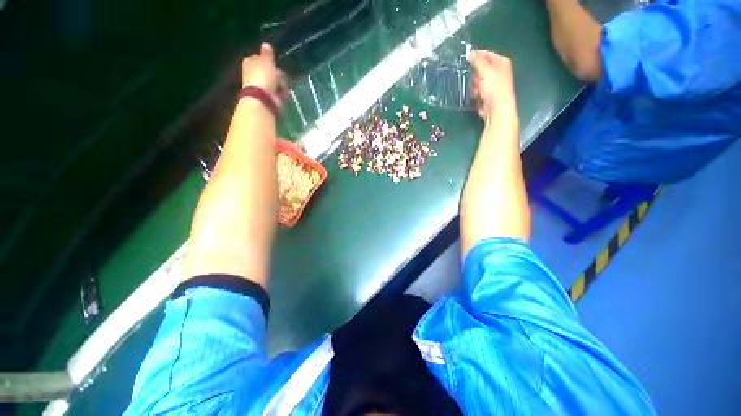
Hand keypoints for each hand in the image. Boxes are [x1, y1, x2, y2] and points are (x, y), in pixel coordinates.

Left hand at [242, 43, 285, 106]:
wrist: (263, 99)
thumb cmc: (263, 76)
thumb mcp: (266, 60)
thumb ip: (267, 53)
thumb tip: (266, 44)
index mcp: (250, 62)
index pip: (259, 58)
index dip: (268, 60)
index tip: (275, 63)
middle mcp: (253, 74)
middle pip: (268, 71)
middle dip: (276, 74)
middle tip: (281, 75)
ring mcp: (261, 87)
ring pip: (275, 83)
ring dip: (281, 84)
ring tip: (282, 86)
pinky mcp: (269, 98)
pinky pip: (278, 93)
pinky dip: (282, 93)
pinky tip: (283, 94)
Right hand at [467, 50, 516, 120]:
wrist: (496, 108)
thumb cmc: (494, 86)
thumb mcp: (484, 70)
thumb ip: (476, 60)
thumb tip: (469, 53)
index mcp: (501, 62)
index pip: (487, 54)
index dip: (476, 55)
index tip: (466, 58)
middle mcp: (498, 71)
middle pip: (481, 68)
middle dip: (475, 75)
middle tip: (475, 79)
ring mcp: (493, 84)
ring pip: (477, 80)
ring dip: (474, 85)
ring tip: (477, 90)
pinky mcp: (487, 94)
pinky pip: (477, 90)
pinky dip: (475, 93)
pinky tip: (477, 96)